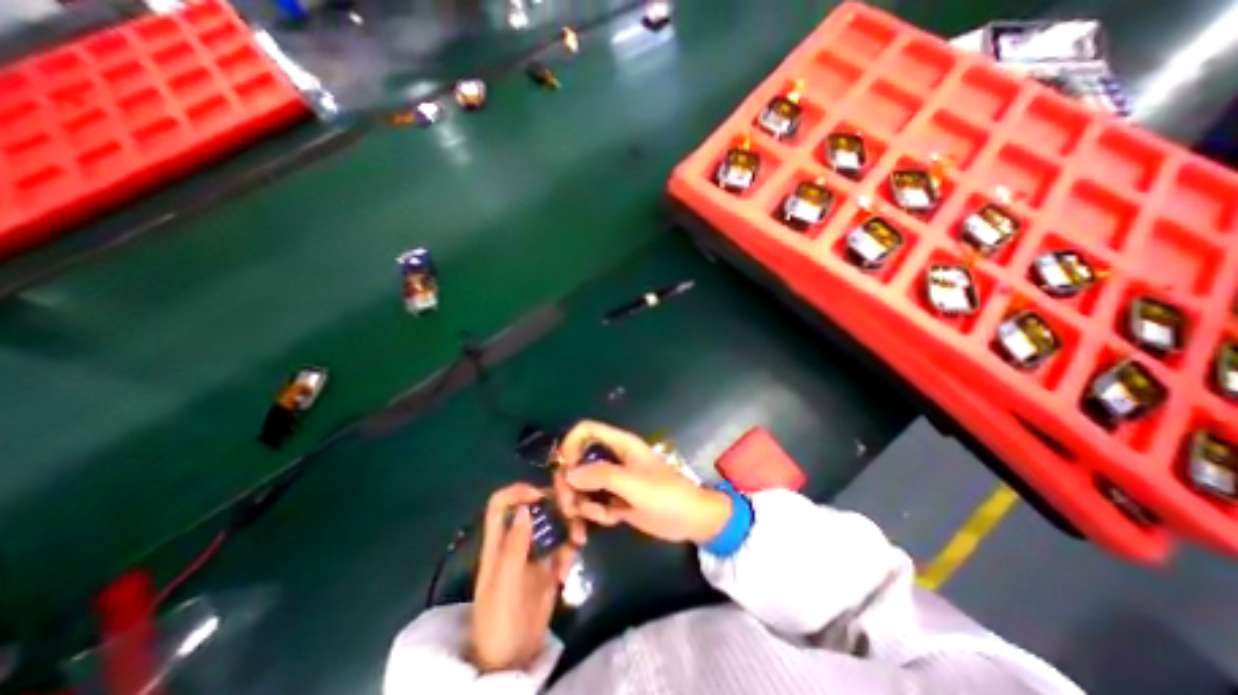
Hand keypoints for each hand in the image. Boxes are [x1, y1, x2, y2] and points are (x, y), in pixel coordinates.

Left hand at [469, 483, 574, 674]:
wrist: (510, 660)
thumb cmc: (498, 620)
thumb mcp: (502, 584)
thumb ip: (513, 547)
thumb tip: (524, 509)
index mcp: (498, 542)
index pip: (500, 504)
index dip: (517, 491)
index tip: (541, 495)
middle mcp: (518, 540)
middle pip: (535, 508)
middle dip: (555, 505)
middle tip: (573, 510)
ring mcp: (536, 552)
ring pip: (554, 524)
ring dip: (568, 526)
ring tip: (579, 540)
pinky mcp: (550, 566)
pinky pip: (564, 546)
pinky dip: (570, 550)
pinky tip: (570, 566)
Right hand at [555, 421, 733, 544]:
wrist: (690, 520)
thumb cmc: (665, 495)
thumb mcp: (633, 484)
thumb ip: (600, 476)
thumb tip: (568, 474)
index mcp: (620, 444)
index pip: (586, 430)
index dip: (570, 444)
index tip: (562, 470)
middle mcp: (613, 458)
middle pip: (577, 461)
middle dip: (569, 484)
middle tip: (569, 507)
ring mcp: (613, 480)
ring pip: (582, 485)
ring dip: (580, 504)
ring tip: (591, 521)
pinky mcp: (615, 499)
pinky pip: (593, 502)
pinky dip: (593, 514)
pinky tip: (609, 522)